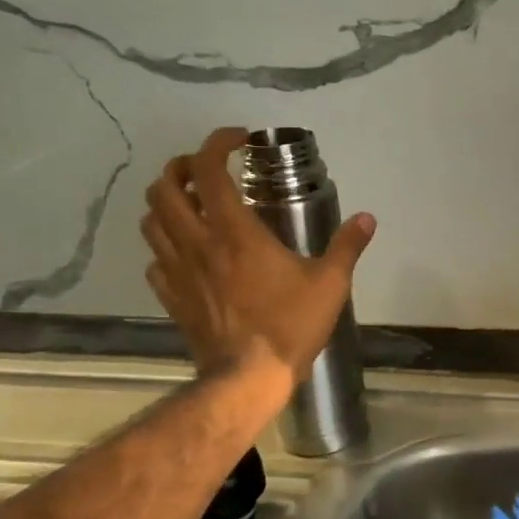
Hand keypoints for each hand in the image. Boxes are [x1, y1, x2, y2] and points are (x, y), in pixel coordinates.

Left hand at [140, 127, 375, 376]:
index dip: (217, 142)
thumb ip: (347, 246)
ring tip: (194, 205)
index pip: (207, 169)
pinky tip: (189, 253)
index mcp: (234, 232)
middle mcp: (197, 243)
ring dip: (167, 203)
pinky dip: (166, 246)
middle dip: (180, 167)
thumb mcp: (330, 284)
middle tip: (207, 170)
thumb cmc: (290, 325)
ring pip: (151, 220)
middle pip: (163, 188)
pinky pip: (155, 259)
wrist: (247, 378)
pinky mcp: (172, 297)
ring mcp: (178, 271)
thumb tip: (367, 219)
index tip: (239, 139)